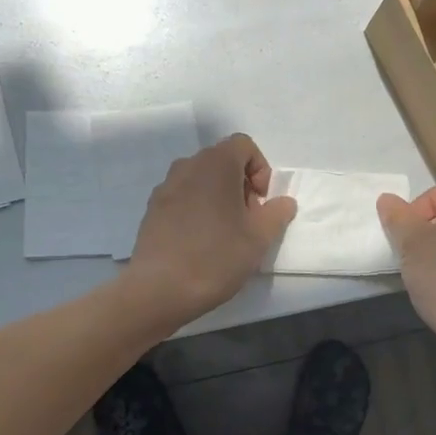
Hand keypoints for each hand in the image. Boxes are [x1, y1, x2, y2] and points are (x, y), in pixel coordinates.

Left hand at [123, 134, 297, 324]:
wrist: (159, 289)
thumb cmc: (216, 257)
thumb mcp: (259, 238)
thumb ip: (276, 214)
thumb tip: (283, 202)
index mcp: (216, 164)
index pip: (244, 145)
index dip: (260, 169)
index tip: (260, 203)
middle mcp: (188, 166)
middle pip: (222, 161)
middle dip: (240, 184)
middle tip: (247, 220)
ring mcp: (165, 186)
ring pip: (201, 179)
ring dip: (218, 196)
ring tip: (223, 233)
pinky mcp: (152, 208)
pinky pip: (182, 196)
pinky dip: (196, 208)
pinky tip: (198, 242)